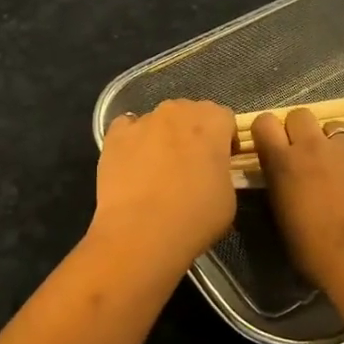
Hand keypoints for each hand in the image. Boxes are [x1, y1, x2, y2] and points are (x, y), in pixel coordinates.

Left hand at [92, 100, 238, 272]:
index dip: (224, 139)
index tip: (221, 162)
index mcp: (212, 122)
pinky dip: (131, 140)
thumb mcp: (228, 196)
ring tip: (157, 170)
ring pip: (158, 120)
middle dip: (192, 133)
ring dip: (162, 137)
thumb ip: (222, 170)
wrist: (142, 231)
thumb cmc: (195, 216)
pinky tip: (132, 164)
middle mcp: (178, 112)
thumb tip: (211, 170)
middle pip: (190, 113)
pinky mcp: (115, 135)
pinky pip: (126, 128)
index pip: (224, 118)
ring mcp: (143, 121)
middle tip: (191, 165)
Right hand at [250, 108, 343, 289]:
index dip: (268, 131)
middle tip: (308, 154)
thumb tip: (283, 179)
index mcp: (283, 162)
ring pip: (337, 125)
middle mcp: (313, 146)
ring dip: (336, 141)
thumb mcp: (282, 219)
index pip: (264, 122)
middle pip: (300, 114)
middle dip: (301, 129)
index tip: (272, 146)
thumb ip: (280, 188)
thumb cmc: (315, 252)